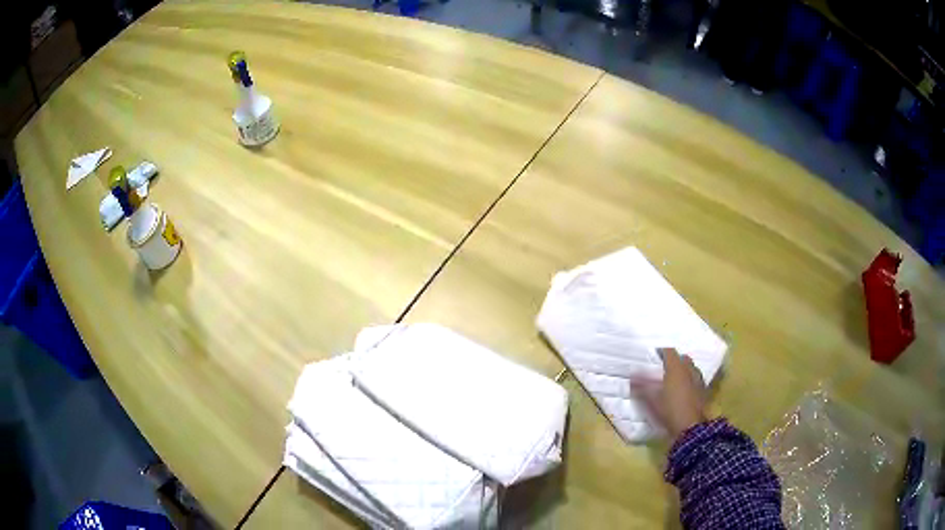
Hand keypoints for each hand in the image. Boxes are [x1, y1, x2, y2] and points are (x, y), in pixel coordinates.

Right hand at [636, 347, 706, 439]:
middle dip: (674, 359)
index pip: (669, 352)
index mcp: (676, 369)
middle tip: (664, 366)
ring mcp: (698, 380)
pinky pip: (696, 379)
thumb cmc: (669, 411)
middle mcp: (689, 370)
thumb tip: (631, 375)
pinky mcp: (703, 391)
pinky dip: (690, 379)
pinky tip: (685, 388)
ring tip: (675, 377)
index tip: (654, 354)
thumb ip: (641, 386)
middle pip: (683, 358)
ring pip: (691, 368)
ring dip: (683, 369)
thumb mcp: (651, 400)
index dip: (661, 351)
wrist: (690, 428)